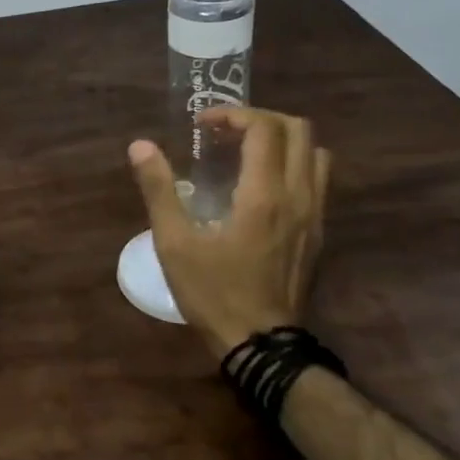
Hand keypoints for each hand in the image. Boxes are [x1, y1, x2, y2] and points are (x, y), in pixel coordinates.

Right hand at [128, 107, 330, 359]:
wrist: (261, 345)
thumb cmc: (213, 292)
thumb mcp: (174, 243)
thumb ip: (158, 189)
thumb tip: (140, 146)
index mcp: (264, 195)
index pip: (264, 129)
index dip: (233, 114)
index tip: (201, 125)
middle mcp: (299, 197)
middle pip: (299, 131)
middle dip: (260, 119)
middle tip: (224, 132)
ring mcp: (316, 216)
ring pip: (316, 153)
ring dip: (282, 140)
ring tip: (245, 151)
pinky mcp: (319, 233)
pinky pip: (318, 180)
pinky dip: (292, 164)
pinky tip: (260, 185)